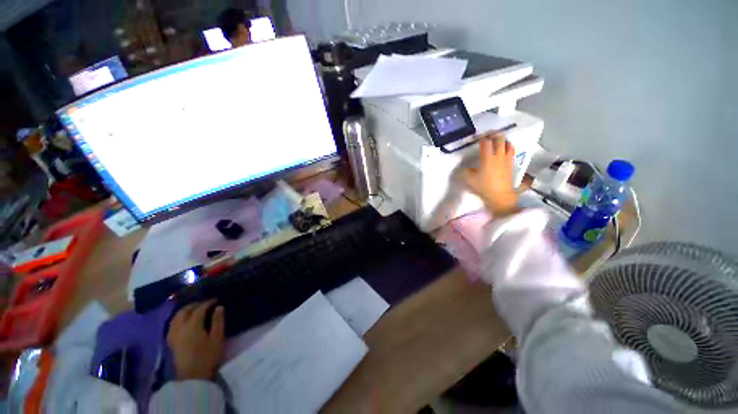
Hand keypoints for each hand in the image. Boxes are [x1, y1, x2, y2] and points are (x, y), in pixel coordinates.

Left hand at [167, 300, 224, 380]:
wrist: (192, 377)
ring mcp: (173, 335)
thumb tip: (219, 307)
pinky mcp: (171, 342)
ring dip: (184, 311)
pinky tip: (183, 321)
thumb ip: (218, 321)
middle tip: (205, 303)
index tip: (216, 300)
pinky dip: (178, 319)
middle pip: (184, 311)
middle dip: (194, 305)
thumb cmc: (208, 356)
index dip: (208, 302)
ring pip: (175, 317)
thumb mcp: (217, 338)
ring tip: (194, 310)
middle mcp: (180, 328)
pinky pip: (172, 325)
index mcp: (192, 325)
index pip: (199, 309)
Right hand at [464, 133, 520, 217]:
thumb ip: (465, 170)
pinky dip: (507, 147)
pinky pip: (511, 151)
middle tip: (487, 135)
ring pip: (507, 143)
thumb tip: (465, 166)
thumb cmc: (483, 187)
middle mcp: (498, 155)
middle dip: (493, 135)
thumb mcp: (469, 179)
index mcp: (487, 158)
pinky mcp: (511, 164)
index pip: (485, 142)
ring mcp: (506, 159)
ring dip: (502, 140)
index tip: (476, 137)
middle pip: (499, 138)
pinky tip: (504, 150)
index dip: (481, 137)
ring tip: (497, 141)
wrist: (500, 196)